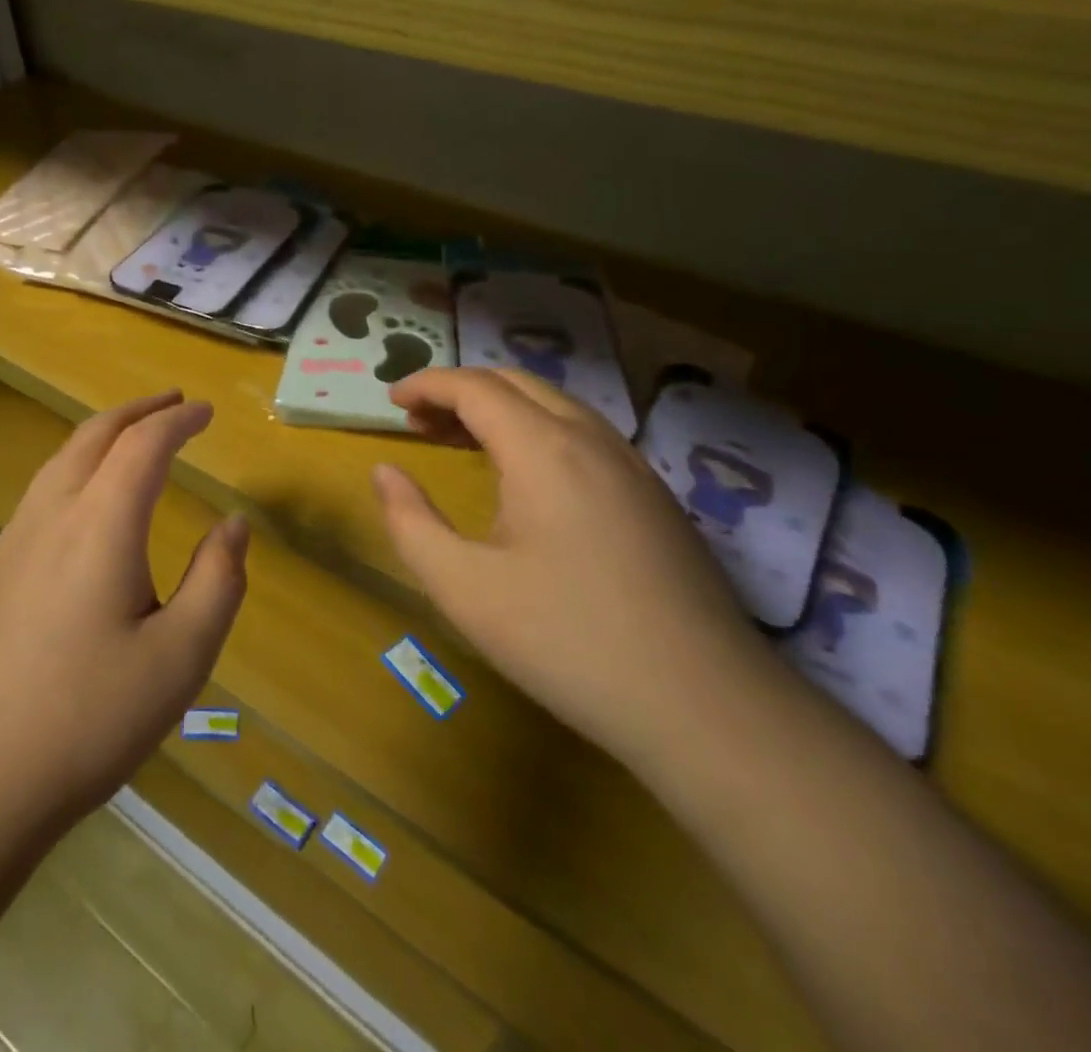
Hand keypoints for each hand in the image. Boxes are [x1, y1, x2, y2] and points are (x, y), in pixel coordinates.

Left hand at [0, 391, 247, 833]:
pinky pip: (42, 490)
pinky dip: (78, 465)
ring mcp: (13, 540)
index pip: (143, 445)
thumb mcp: (180, 658)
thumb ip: (217, 581)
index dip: (178, 420)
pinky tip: (88, 498)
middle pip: (94, 435)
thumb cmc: (88, 719)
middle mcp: (51, 515)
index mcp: (100, 525)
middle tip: (175, 403)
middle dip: (138, 411)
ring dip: (104, 434)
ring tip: (136, 436)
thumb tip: (234, 524)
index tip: (207, 412)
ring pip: (61, 459)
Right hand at [372, 368, 763, 765]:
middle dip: (460, 391)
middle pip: (516, 383)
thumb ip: (411, 523)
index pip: (475, 387)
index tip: (391, 401)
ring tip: (461, 442)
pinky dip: (536, 431)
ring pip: (555, 405)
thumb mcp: (464, 589)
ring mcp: (632, 465)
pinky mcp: (654, 496)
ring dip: (501, 409)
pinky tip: (525, 478)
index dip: (427, 384)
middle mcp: (591, 439)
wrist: (705, 706)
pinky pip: (584, 434)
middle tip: (419, 423)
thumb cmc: (567, 642)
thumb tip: (384, 473)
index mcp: (542, 449)